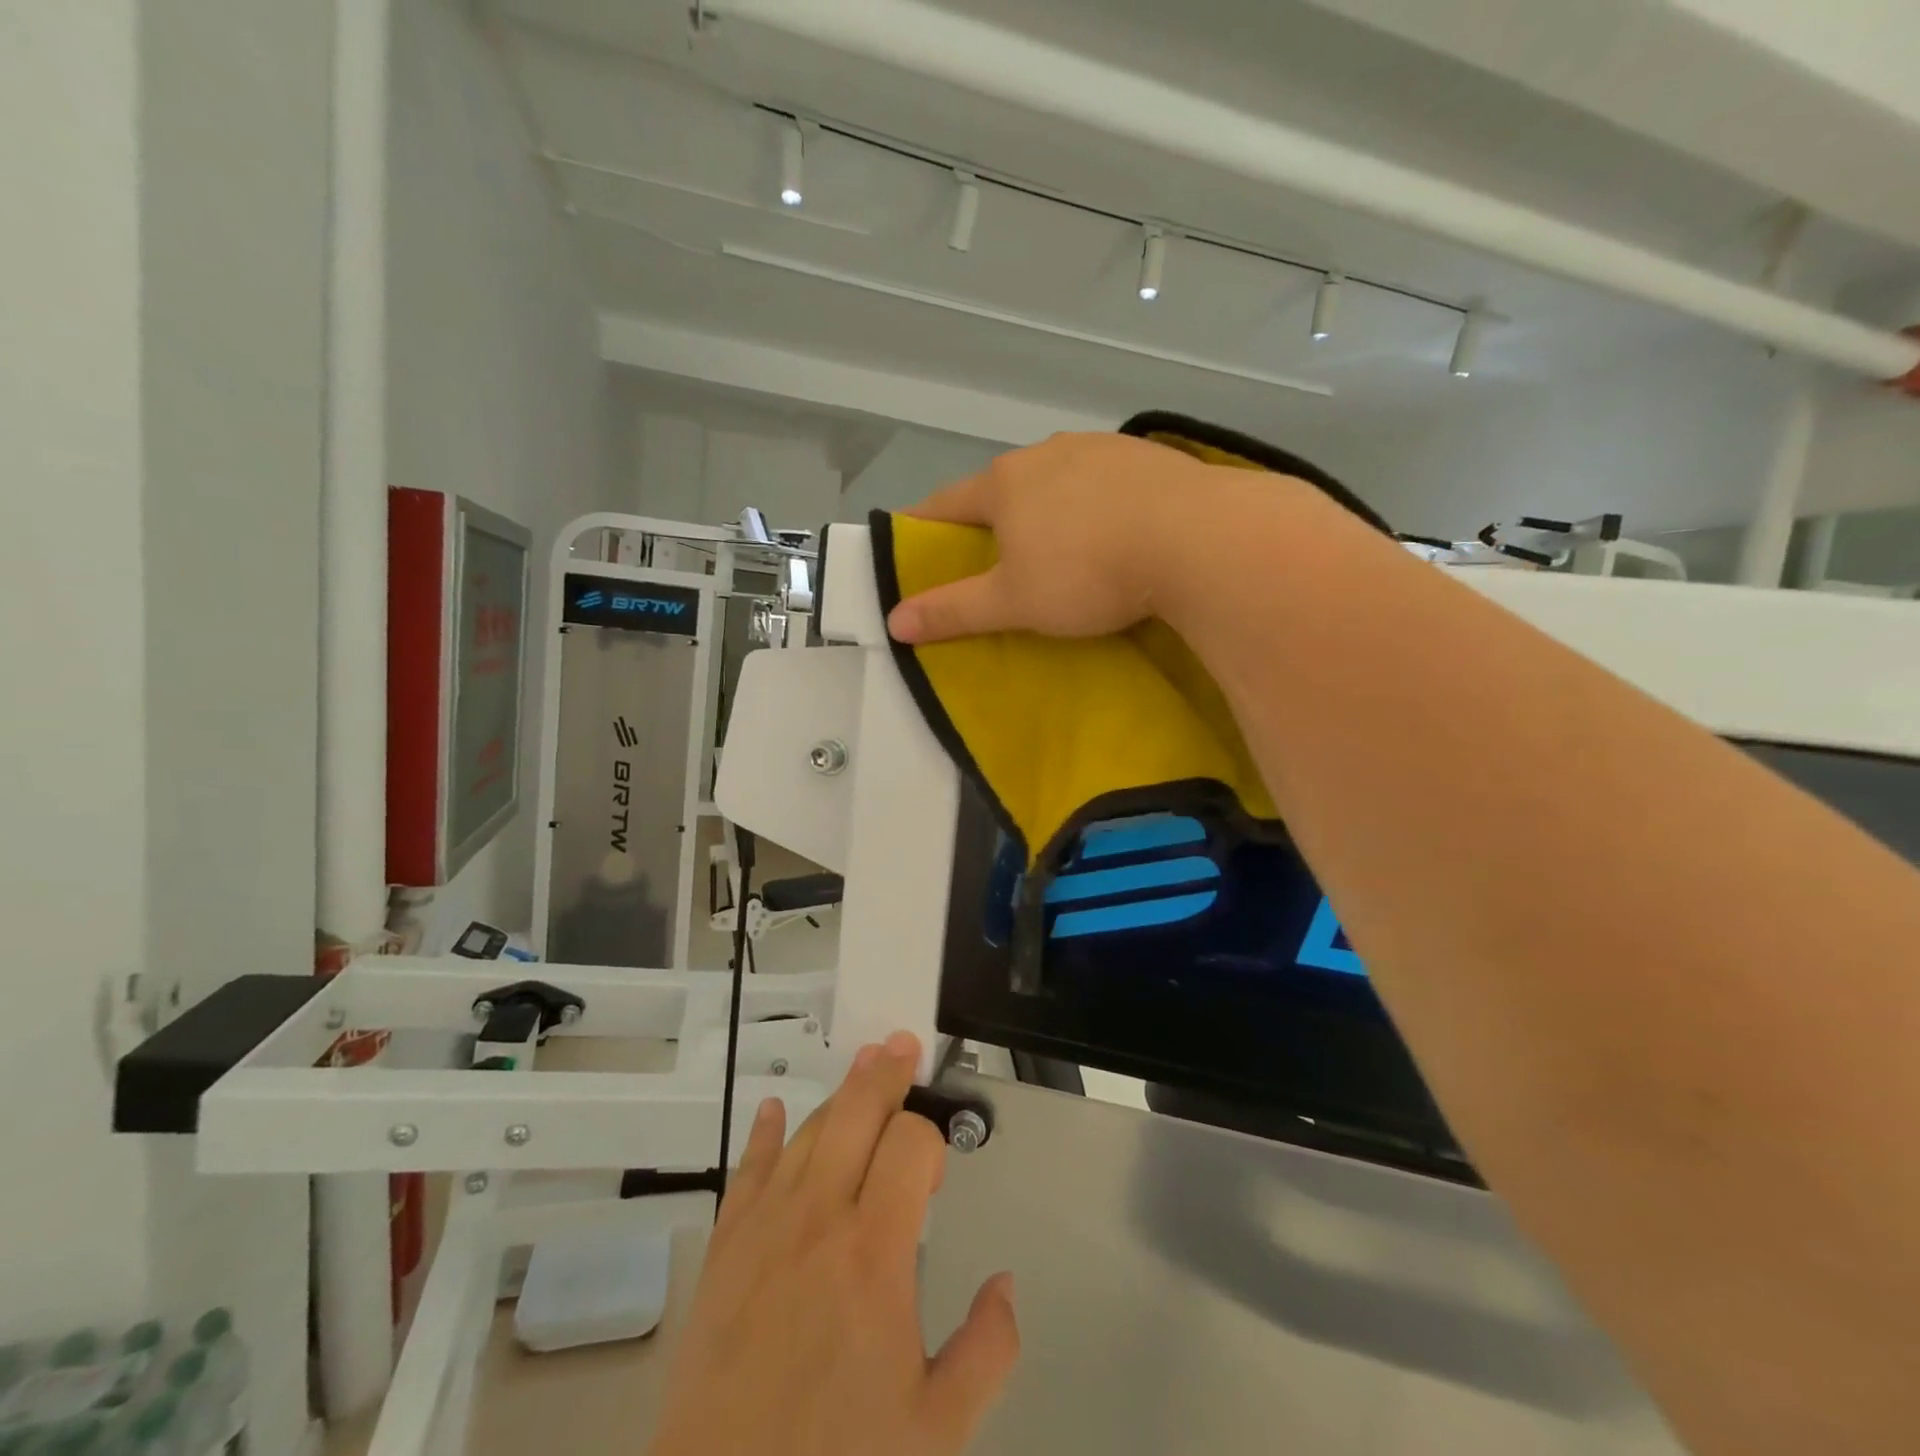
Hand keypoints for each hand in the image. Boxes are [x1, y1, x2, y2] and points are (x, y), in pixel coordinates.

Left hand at [647, 1031, 1019, 1455]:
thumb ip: (988, 1351)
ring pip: (809, 1130)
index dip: (931, 1138)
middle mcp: (820, 1218)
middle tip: (903, 1044)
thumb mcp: (937, 1429)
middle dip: (886, 1074)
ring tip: (863, 1065)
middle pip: (857, 1113)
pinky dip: (765, 1133)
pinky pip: (747, 1169)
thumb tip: (1005, 1284)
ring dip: (839, 1093)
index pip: (911, 1144)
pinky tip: (775, 1109)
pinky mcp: (724, 1246)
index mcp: (875, 1252)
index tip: (937, 1170)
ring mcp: (765, 1225)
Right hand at [885, 432, 1214, 644]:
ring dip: (1046, 508)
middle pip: (1002, 488)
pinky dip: (1093, 504)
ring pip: (1055, 480)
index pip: (947, 503)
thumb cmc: (1088, 573)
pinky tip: (1111, 529)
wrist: (1196, 540)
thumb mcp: (1014, 602)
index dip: (925, 526)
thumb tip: (894, 621)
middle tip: (994, 559)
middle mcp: (1046, 453)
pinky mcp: (1146, 456)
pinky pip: (1102, 481)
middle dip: (992, 519)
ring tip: (1057, 545)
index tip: (915, 545)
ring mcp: (1099, 448)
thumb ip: (954, 610)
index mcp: (1004, 483)